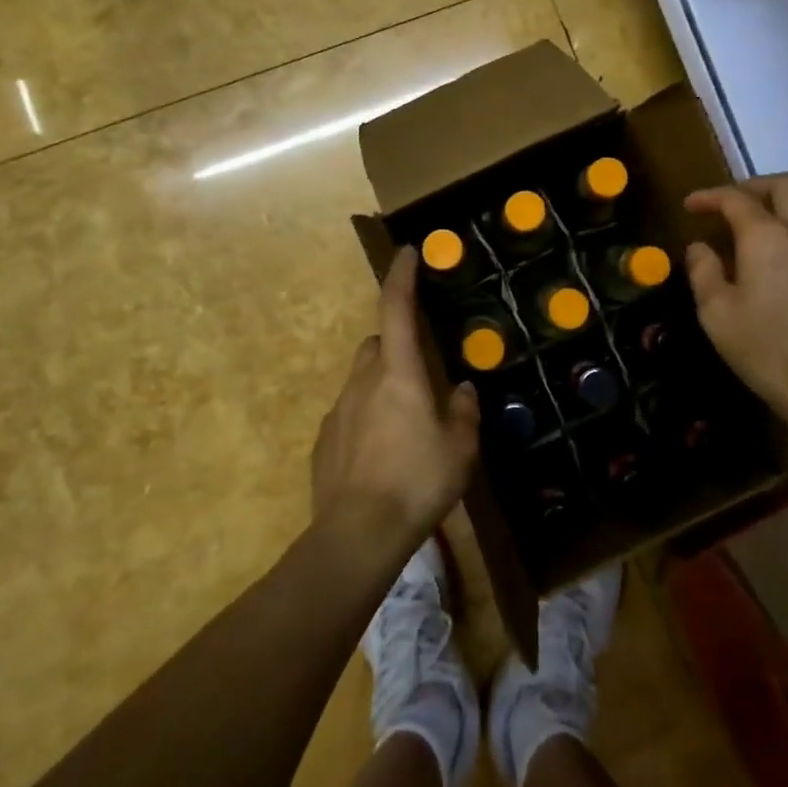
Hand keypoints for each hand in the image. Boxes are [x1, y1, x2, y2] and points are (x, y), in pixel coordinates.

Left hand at [312, 248, 479, 552]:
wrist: (358, 534)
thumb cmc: (418, 481)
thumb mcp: (460, 449)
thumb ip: (463, 412)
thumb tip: (462, 390)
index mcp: (399, 373)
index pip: (396, 308)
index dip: (402, 276)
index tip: (408, 252)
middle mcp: (363, 381)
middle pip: (376, 344)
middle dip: (395, 346)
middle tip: (421, 376)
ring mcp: (338, 410)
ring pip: (361, 379)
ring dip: (382, 386)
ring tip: (405, 425)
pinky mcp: (323, 440)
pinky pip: (349, 414)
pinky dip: (366, 418)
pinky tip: (380, 454)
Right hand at [684, 174, 787, 429]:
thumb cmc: (766, 349)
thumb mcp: (717, 314)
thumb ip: (704, 272)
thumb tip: (700, 248)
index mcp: (768, 237)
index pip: (736, 199)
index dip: (710, 196)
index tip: (691, 206)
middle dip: (755, 185)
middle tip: (733, 203)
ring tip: (772, 217)